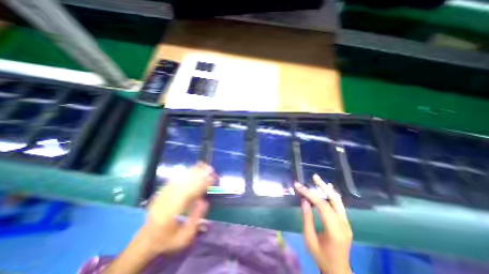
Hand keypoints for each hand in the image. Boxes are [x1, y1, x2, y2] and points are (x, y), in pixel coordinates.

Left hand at [137, 163, 213, 254]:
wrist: (147, 239)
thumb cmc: (168, 239)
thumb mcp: (184, 237)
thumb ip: (195, 219)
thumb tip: (204, 200)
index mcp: (171, 213)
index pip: (189, 194)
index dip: (201, 184)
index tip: (211, 178)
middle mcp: (165, 201)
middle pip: (184, 183)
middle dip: (198, 175)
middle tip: (210, 169)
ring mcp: (162, 195)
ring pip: (179, 179)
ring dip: (192, 171)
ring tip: (203, 165)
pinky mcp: (161, 192)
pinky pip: (174, 179)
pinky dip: (184, 173)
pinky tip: (192, 169)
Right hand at [294, 175, 351, 273]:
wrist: (338, 270)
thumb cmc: (320, 255)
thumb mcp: (309, 238)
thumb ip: (307, 218)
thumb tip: (305, 200)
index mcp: (334, 231)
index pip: (322, 206)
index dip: (310, 194)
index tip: (299, 186)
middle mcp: (343, 225)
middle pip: (334, 200)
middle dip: (323, 187)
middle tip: (314, 177)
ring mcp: (346, 223)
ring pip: (338, 201)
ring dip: (327, 189)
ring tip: (318, 180)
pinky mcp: (345, 223)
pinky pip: (339, 206)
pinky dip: (332, 196)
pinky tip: (328, 188)